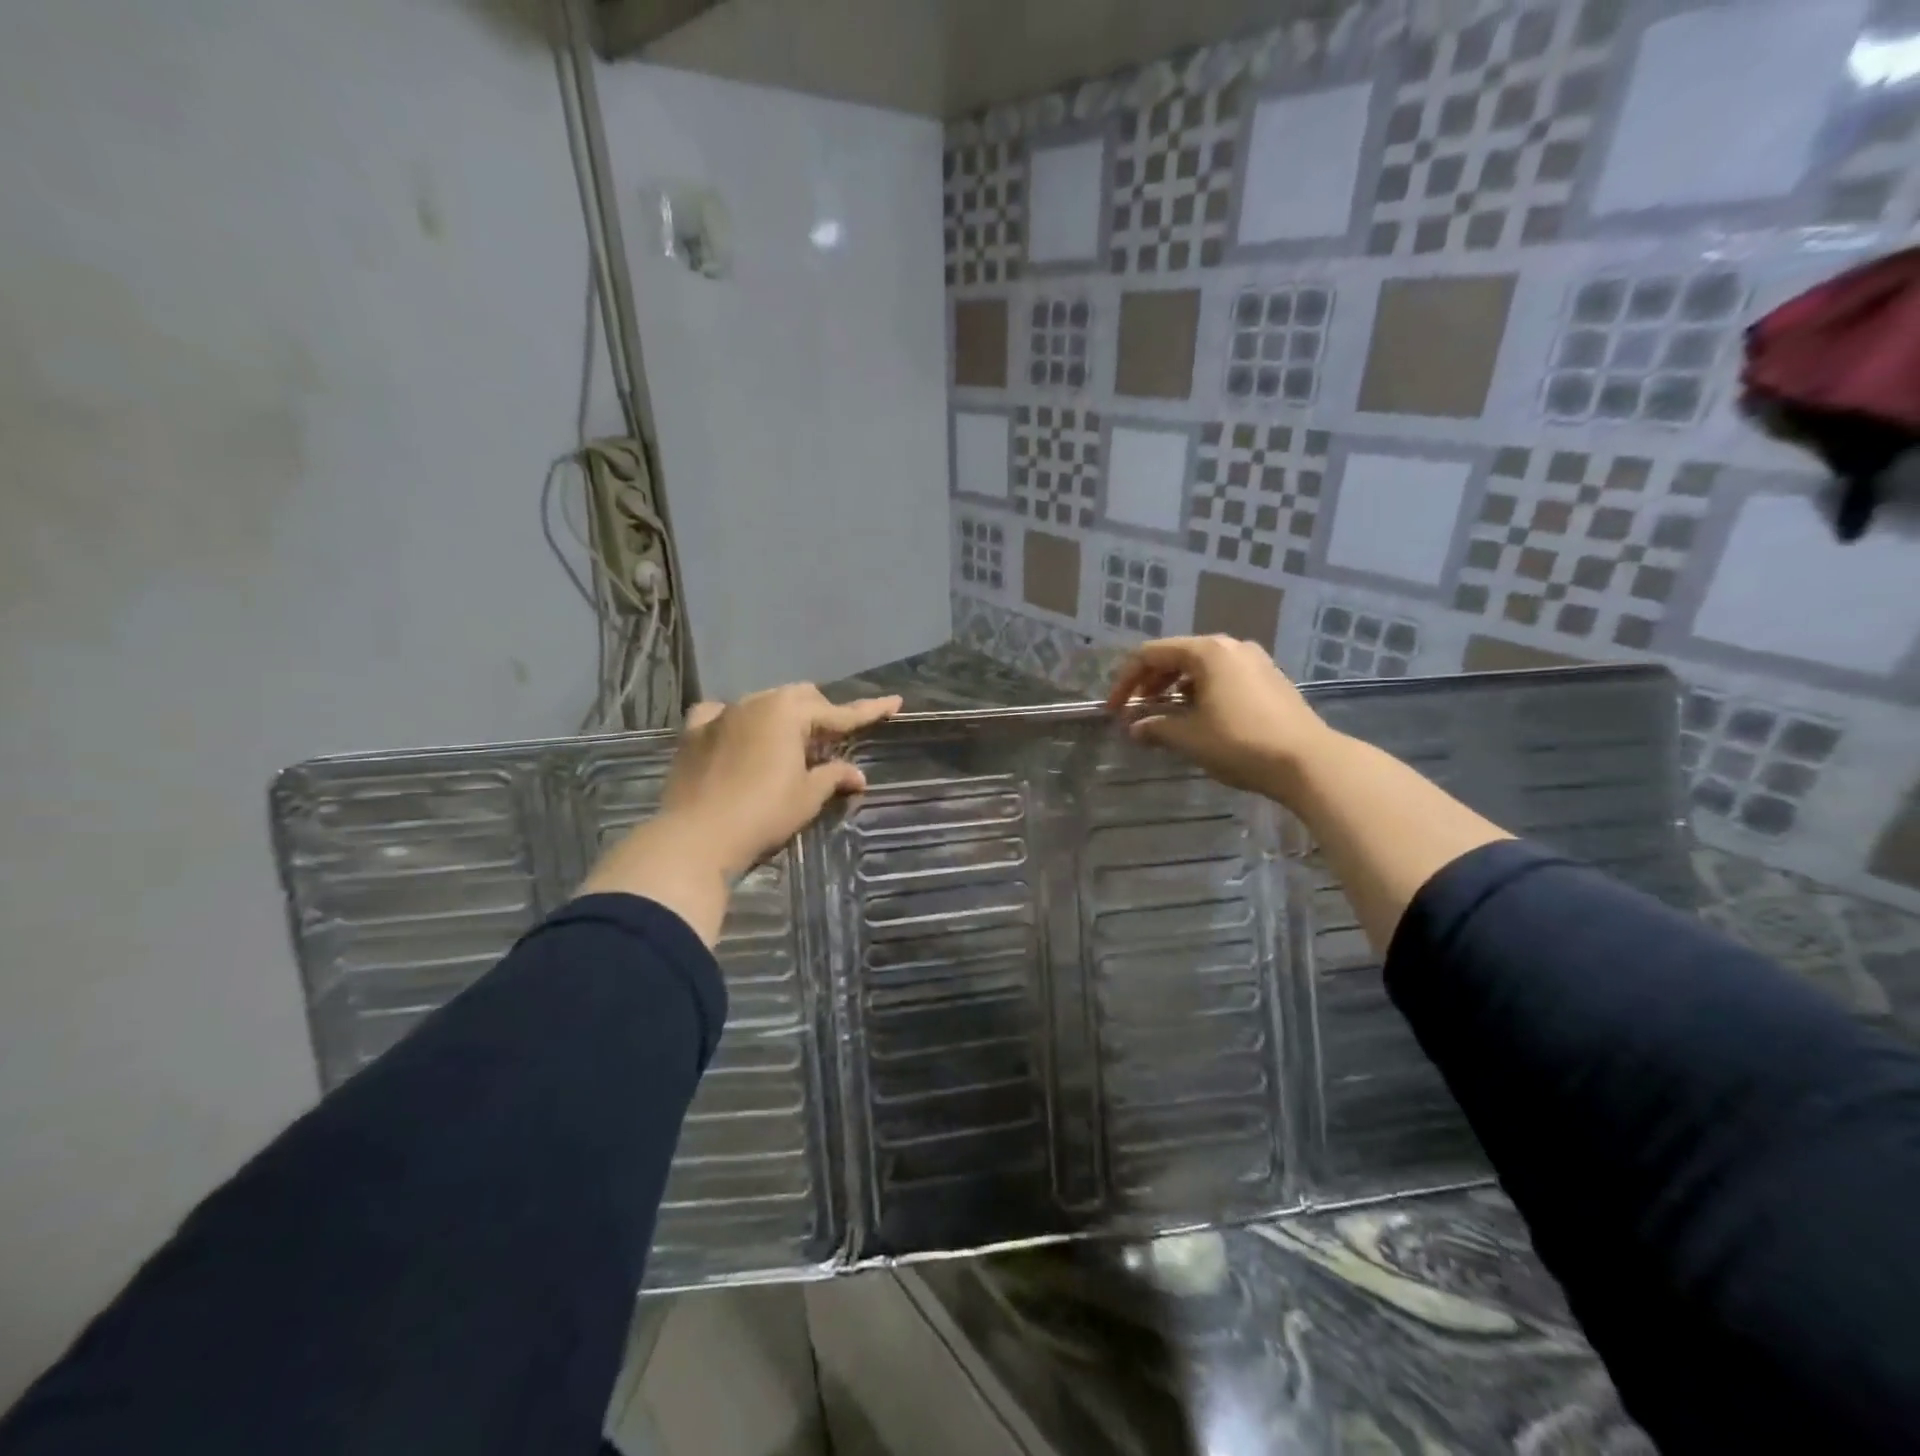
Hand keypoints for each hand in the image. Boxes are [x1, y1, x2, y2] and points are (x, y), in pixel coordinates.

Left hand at [578, 685, 901, 943]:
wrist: (696, 836)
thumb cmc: (763, 814)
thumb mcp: (807, 797)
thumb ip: (834, 777)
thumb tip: (858, 776)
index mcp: (789, 713)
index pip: (840, 713)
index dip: (870, 711)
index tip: (895, 702)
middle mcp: (756, 702)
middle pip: (800, 698)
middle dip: (821, 714)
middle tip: (832, 742)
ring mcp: (722, 714)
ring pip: (763, 702)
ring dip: (783, 717)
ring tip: (789, 745)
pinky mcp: (694, 731)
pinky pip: (721, 714)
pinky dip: (737, 721)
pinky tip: (738, 734)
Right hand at [1105, 636, 1335, 796]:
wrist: (1309, 761)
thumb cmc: (1241, 743)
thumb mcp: (1189, 737)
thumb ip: (1156, 727)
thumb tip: (1134, 728)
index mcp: (1207, 652)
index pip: (1151, 655)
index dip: (1125, 681)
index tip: (1114, 709)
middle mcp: (1231, 647)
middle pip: (1176, 656)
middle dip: (1150, 683)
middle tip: (1135, 711)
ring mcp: (1255, 662)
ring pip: (1201, 667)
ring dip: (1175, 689)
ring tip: (1164, 716)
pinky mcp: (1270, 680)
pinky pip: (1223, 677)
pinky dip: (1201, 692)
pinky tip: (1199, 718)